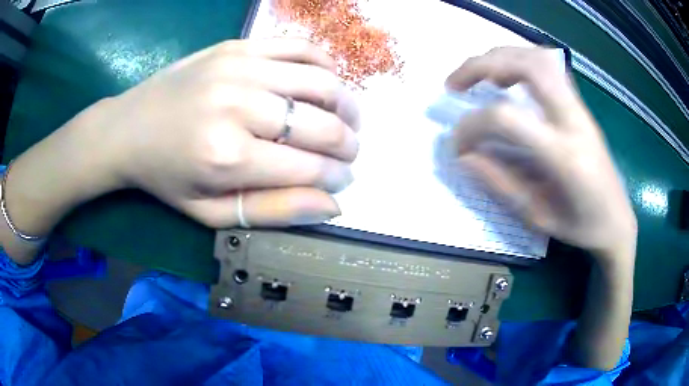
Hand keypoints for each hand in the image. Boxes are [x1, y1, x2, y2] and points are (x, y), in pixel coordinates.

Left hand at [93, 38, 359, 227]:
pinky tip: (328, 81)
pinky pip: (300, 47)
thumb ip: (273, 210)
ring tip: (349, 119)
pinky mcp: (239, 46)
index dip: (337, 176)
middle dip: (348, 144)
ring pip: (321, 82)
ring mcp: (240, 67)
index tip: (343, 179)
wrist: (128, 128)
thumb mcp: (212, 212)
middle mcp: (239, 106)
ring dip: (348, 105)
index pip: (311, 168)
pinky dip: (325, 64)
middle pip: (322, 124)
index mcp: (229, 158)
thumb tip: (333, 204)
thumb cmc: (167, 176)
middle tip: (349, 152)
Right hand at [445, 47, 636, 261]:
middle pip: (527, 67)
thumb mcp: (537, 217)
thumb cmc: (581, 227)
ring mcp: (581, 109)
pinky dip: (521, 60)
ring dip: (502, 57)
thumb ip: (500, 183)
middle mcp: (574, 121)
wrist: (617, 221)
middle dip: (482, 65)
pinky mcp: (581, 106)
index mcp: (565, 156)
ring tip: (479, 74)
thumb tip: (464, 156)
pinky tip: (508, 74)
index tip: (458, 145)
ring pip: (539, 58)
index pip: (507, 119)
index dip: (472, 126)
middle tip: (455, 83)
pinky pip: (550, 66)